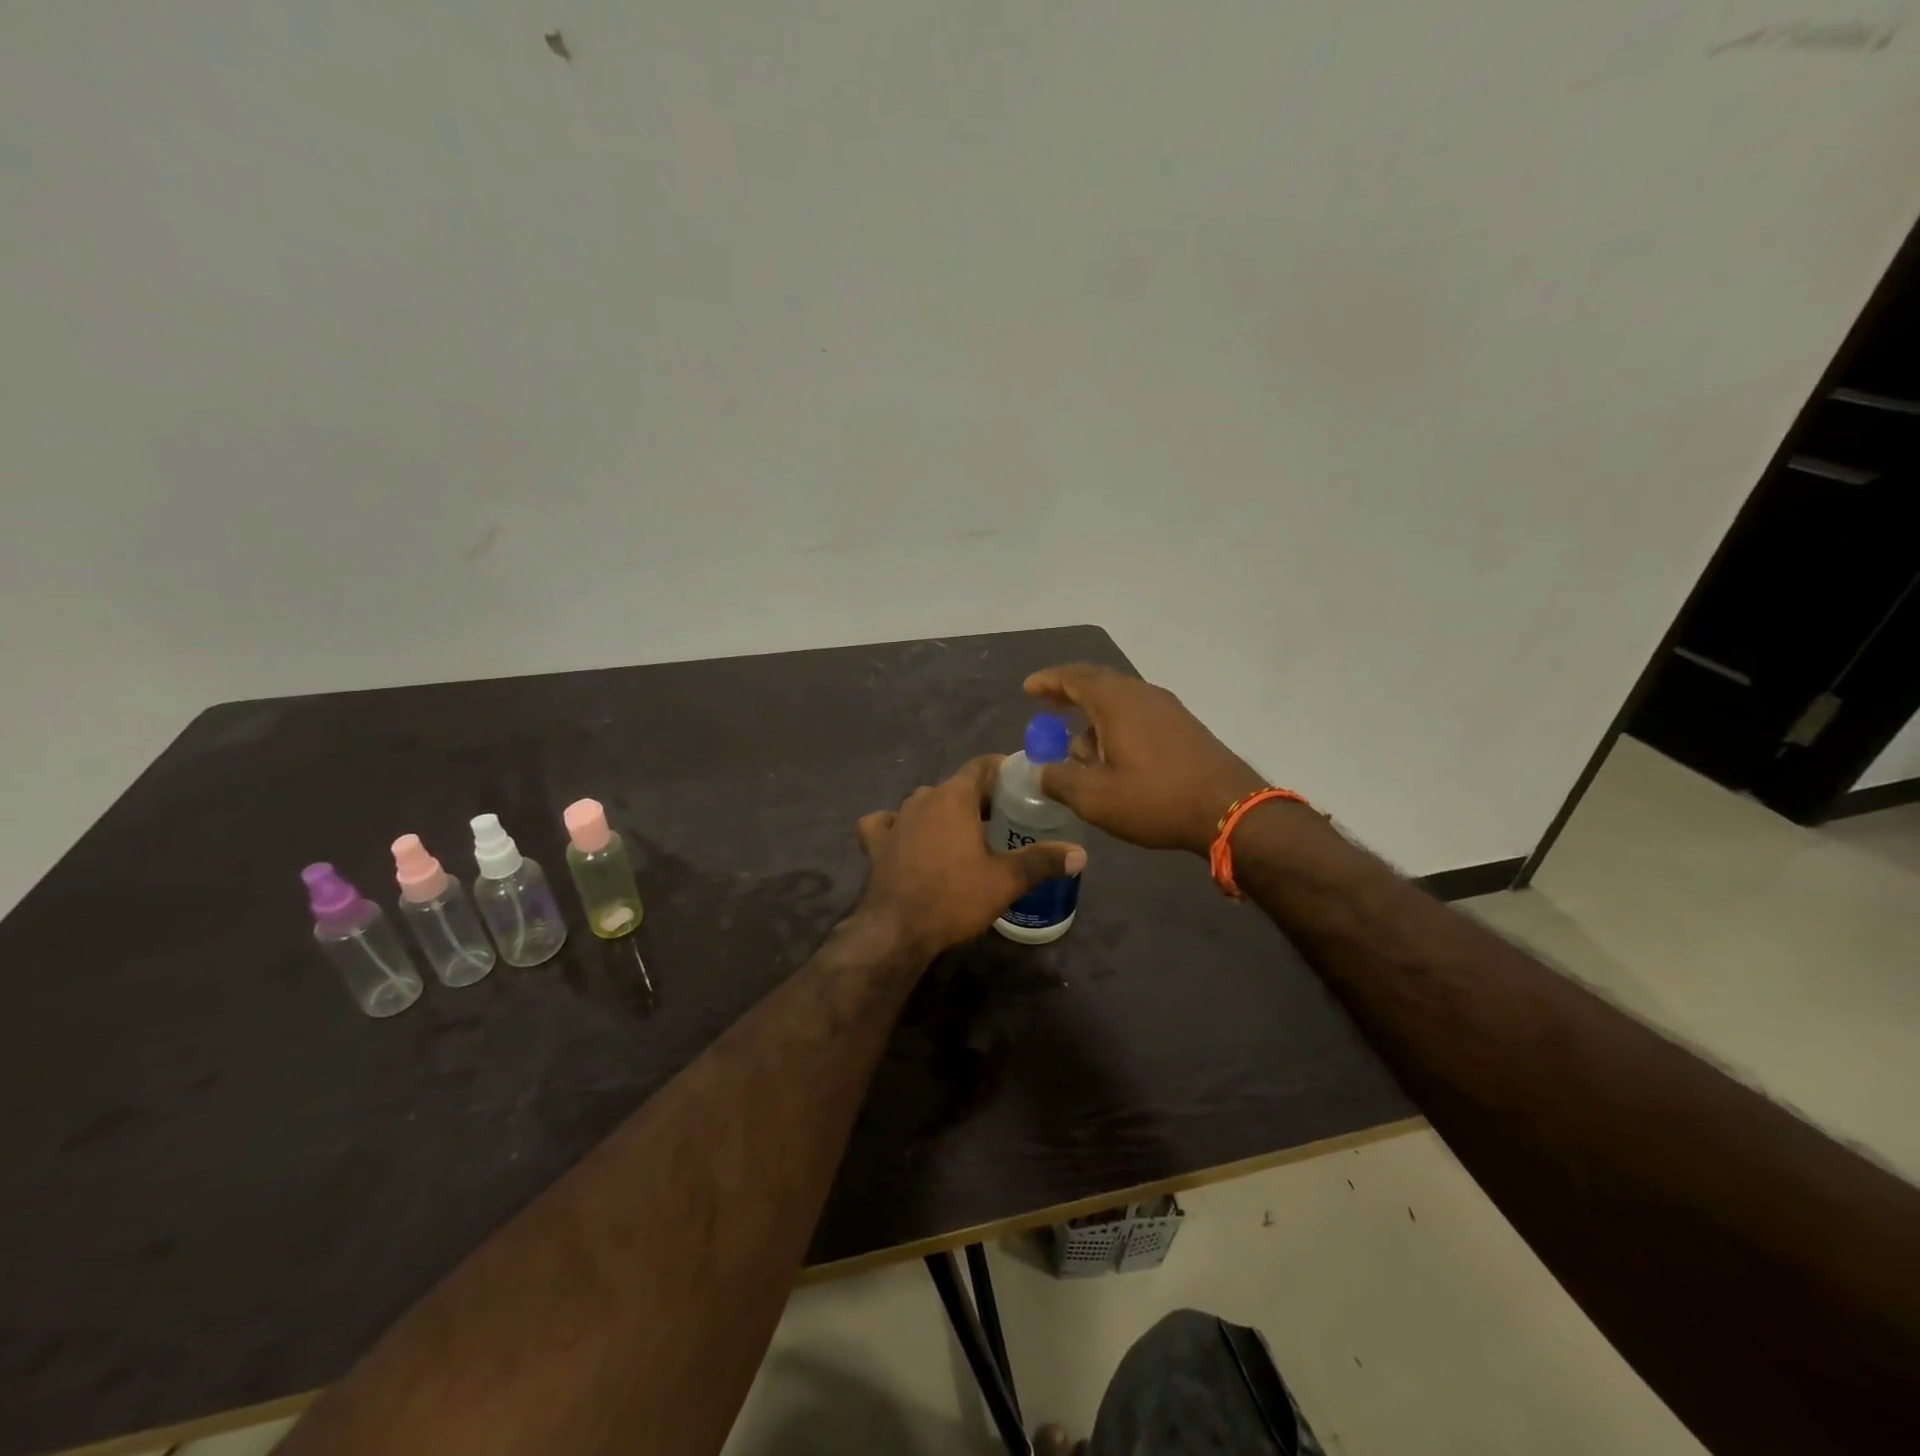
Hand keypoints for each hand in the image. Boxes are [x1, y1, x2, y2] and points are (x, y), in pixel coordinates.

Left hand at [853, 755, 1086, 956]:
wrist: (896, 930)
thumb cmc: (954, 897)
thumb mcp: (1006, 880)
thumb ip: (1043, 861)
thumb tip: (1081, 853)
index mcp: (954, 797)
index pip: (981, 766)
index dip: (1002, 769)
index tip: (1019, 782)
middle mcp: (922, 798)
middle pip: (955, 786)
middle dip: (978, 798)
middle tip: (1002, 817)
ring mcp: (895, 819)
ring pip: (924, 804)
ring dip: (943, 813)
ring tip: (963, 834)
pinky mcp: (875, 843)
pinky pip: (886, 823)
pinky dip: (898, 827)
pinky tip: (906, 839)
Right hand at [1024, 664, 1265, 855]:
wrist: (1231, 810)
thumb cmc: (1156, 799)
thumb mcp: (1095, 798)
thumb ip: (1059, 780)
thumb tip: (1041, 771)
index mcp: (1116, 702)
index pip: (1074, 677)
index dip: (1048, 681)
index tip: (1028, 689)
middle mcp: (1142, 695)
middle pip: (1098, 682)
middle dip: (1069, 694)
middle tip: (1048, 707)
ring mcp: (1168, 709)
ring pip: (1120, 700)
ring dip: (1094, 716)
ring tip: (1080, 748)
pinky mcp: (1184, 727)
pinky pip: (1138, 714)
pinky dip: (1116, 725)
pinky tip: (1115, 756)